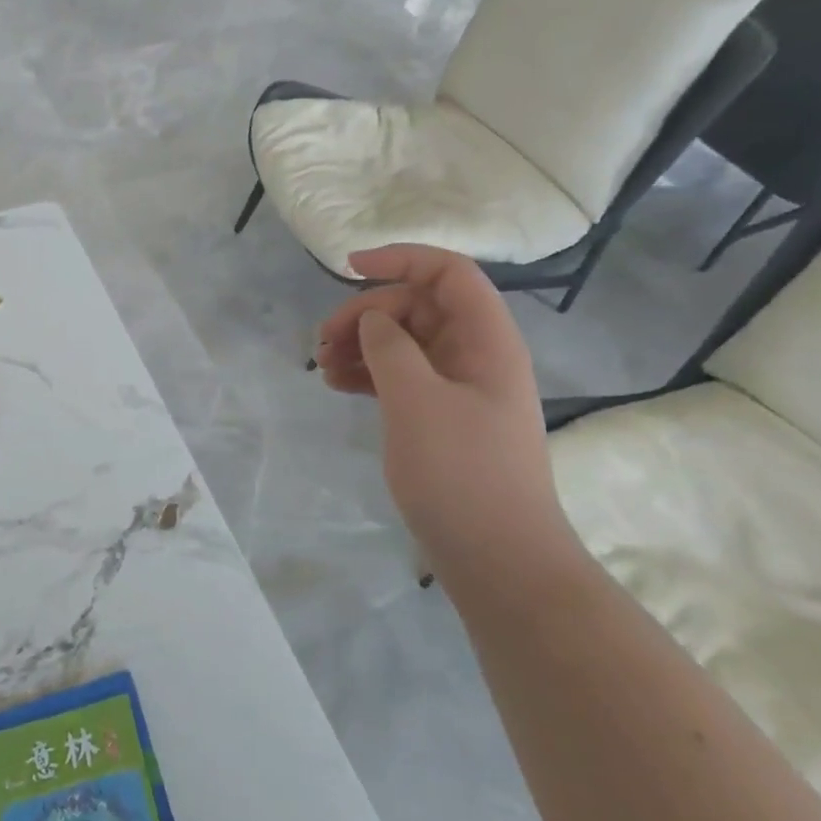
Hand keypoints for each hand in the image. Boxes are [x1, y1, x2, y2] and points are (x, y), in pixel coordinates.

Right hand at [315, 245, 570, 571]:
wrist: (498, 561)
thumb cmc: (461, 473)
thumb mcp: (416, 400)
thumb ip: (390, 346)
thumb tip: (373, 320)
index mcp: (486, 340)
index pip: (448, 273)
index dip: (401, 259)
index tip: (349, 268)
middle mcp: (476, 356)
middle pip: (418, 307)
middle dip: (367, 313)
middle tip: (324, 340)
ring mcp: (459, 390)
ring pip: (405, 343)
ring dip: (362, 344)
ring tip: (322, 365)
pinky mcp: (442, 419)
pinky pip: (401, 378)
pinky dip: (369, 374)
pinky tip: (337, 384)